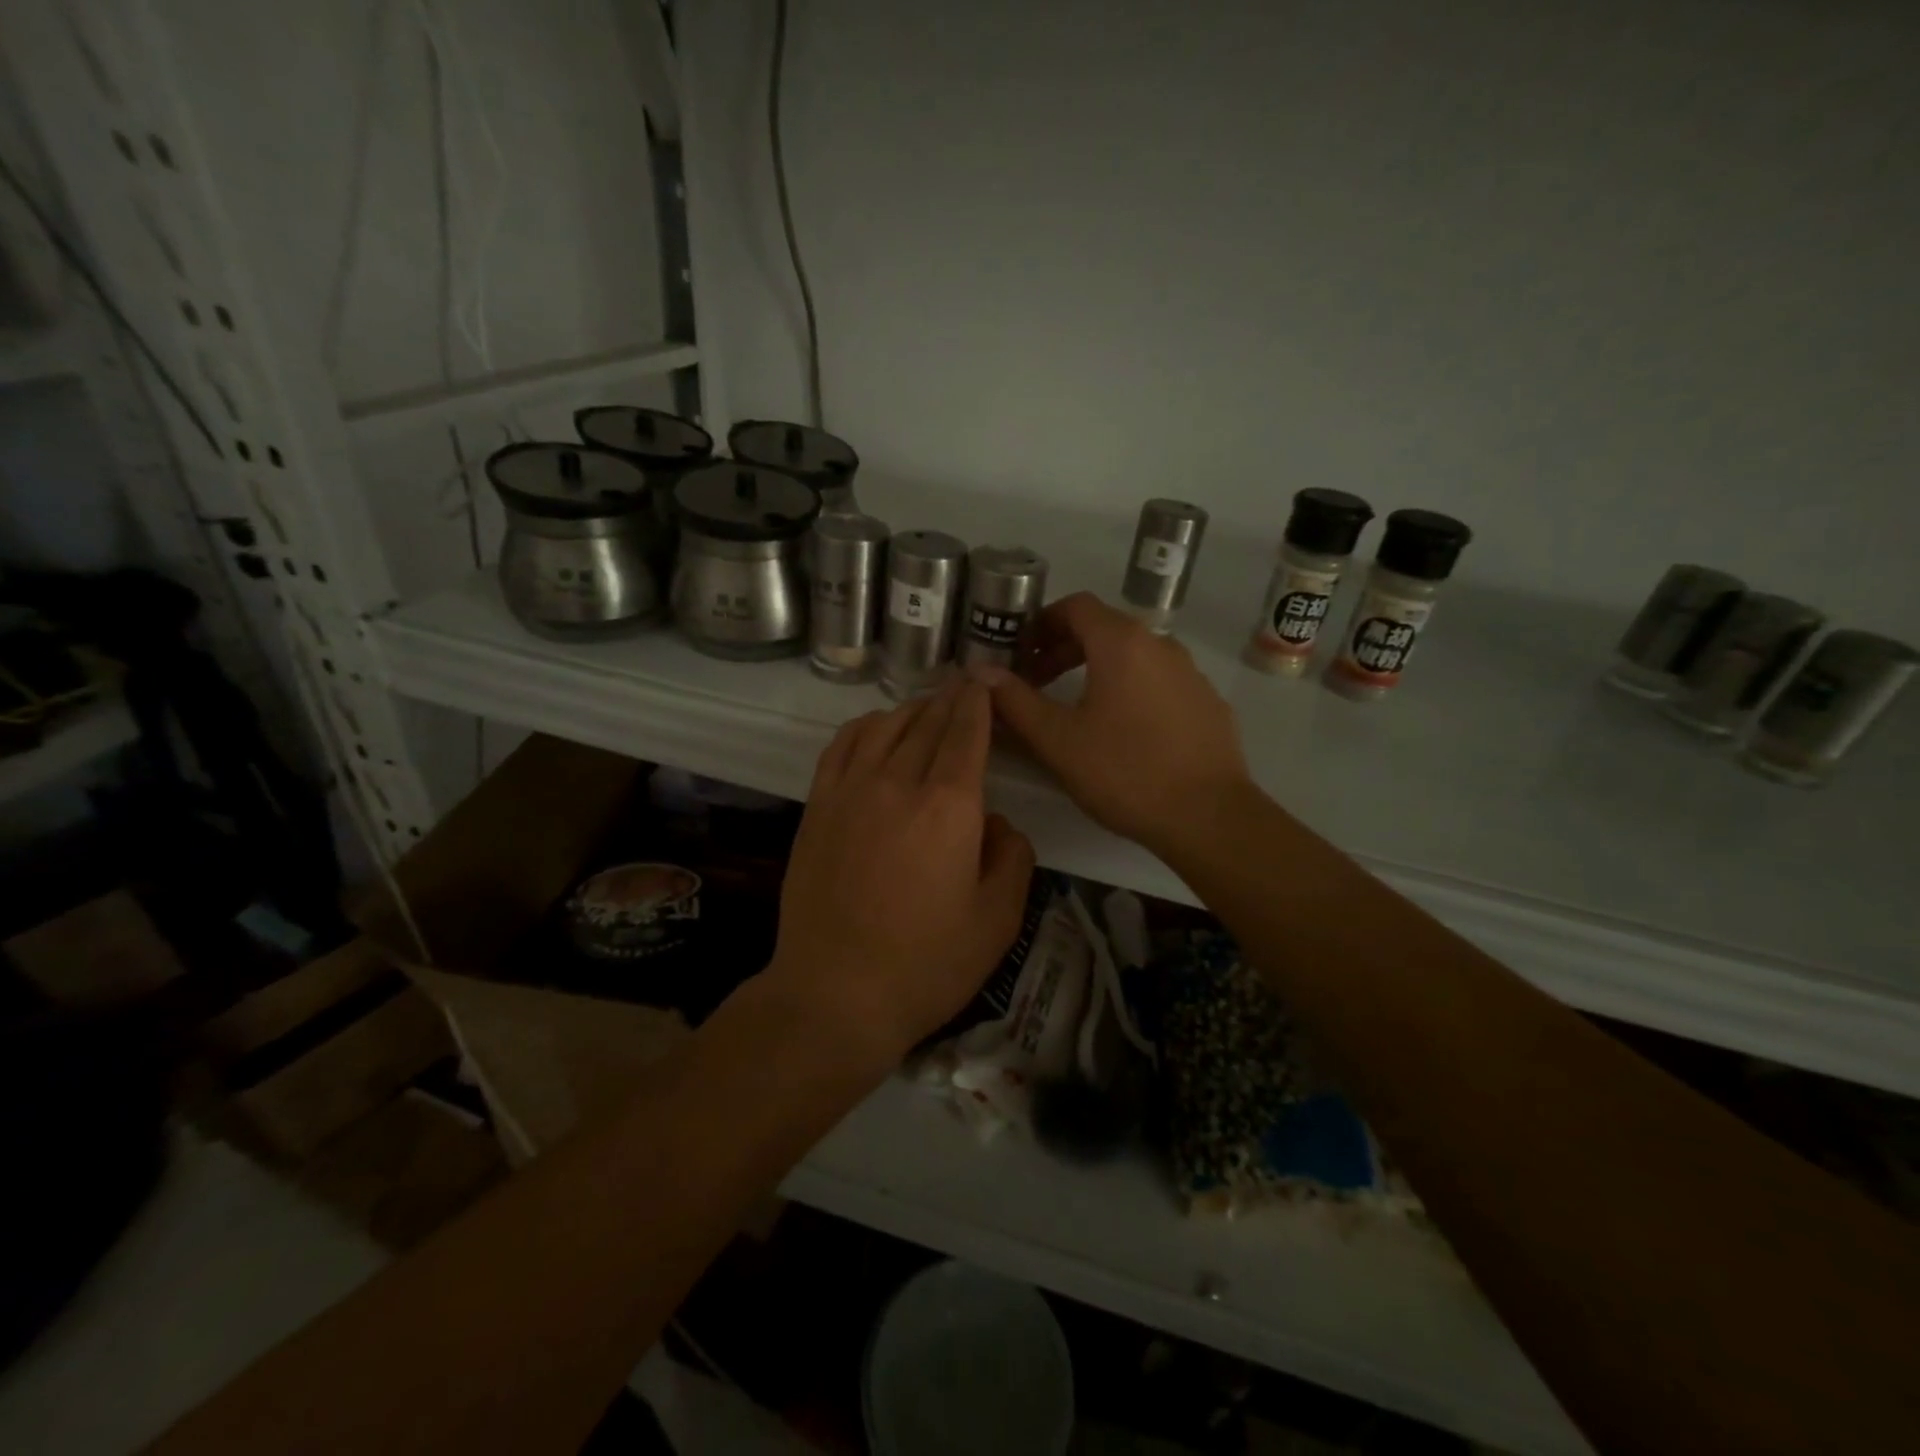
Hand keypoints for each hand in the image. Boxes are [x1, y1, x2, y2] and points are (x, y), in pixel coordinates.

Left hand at [768, 682, 1035, 1063]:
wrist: (835, 993)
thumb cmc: (927, 964)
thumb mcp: (998, 919)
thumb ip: (1011, 856)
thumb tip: (993, 821)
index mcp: (949, 805)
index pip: (967, 733)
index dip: (978, 703)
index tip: (985, 683)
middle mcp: (898, 782)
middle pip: (928, 722)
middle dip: (951, 700)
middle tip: (965, 686)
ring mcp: (850, 790)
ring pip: (885, 726)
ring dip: (912, 709)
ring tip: (928, 707)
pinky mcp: (817, 807)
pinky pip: (842, 746)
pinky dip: (864, 726)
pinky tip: (876, 728)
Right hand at [969, 591, 1252, 854]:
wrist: (1208, 816)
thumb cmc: (1124, 771)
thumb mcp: (1057, 739)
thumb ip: (1015, 700)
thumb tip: (979, 671)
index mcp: (1121, 643)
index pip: (1075, 606)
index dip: (1040, 623)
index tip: (1019, 653)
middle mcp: (1160, 644)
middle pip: (1104, 629)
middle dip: (1064, 649)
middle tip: (1036, 682)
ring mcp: (1190, 673)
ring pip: (1133, 656)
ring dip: (1097, 670)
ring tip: (1075, 708)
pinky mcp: (1207, 702)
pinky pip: (1159, 681)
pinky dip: (1131, 689)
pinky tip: (1123, 731)